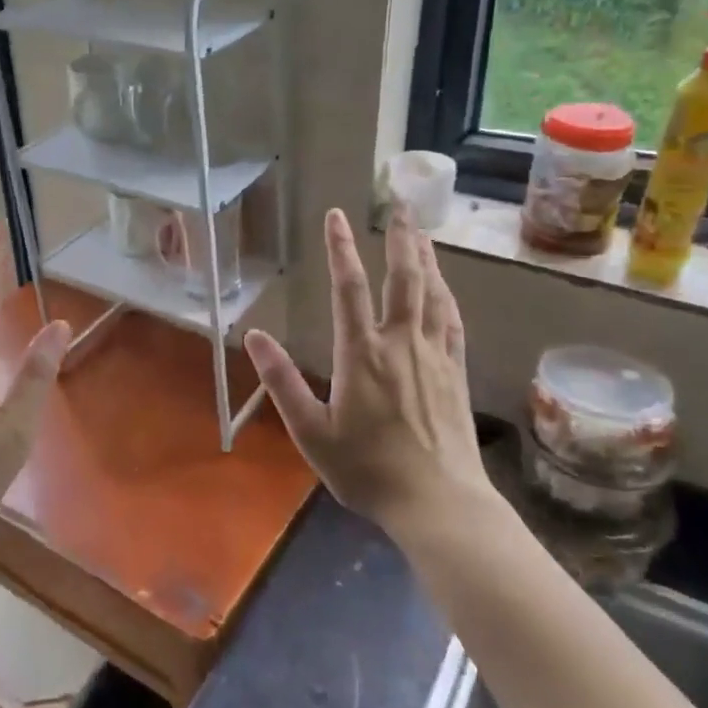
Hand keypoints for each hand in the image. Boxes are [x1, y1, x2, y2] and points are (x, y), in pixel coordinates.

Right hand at [244, 208, 489, 534]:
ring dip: (425, 257)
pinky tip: (444, 285)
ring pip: (431, 293)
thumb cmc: (367, 469)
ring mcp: (433, 355)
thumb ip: (282, 382)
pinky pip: (451, 321)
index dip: (341, 248)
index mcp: (361, 354)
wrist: (438, 502)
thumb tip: (253, 337)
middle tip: (399, 204)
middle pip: (403, 278)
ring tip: (421, 230)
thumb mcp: (311, 432)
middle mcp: (400, 343)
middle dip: (400, 238)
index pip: (350, 288)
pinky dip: (446, 295)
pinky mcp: (455, 371)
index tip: (336, 215)